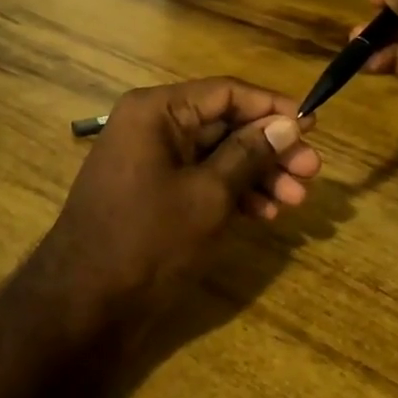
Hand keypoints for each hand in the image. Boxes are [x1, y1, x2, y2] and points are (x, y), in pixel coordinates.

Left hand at [39, 78, 321, 323]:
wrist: (84, 305)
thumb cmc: (149, 239)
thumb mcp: (209, 194)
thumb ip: (250, 154)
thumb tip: (289, 124)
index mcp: (157, 111)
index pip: (226, 92)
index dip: (272, 107)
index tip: (313, 126)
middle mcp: (152, 126)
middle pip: (224, 124)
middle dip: (269, 148)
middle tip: (312, 172)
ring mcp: (151, 161)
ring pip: (216, 155)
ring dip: (258, 174)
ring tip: (296, 201)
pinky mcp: (154, 193)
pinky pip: (201, 179)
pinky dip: (233, 193)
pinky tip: (265, 214)